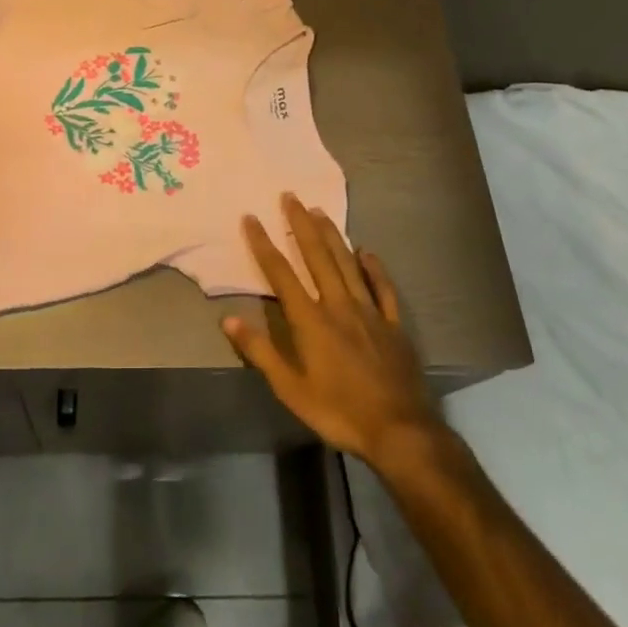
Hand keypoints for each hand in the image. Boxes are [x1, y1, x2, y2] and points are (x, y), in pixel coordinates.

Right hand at [223, 195, 444, 464]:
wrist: (400, 430)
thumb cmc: (338, 411)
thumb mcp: (290, 389)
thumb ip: (260, 352)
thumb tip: (228, 319)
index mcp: (311, 321)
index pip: (281, 274)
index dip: (264, 244)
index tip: (251, 218)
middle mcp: (338, 305)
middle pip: (317, 257)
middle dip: (301, 225)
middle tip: (291, 196)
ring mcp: (369, 312)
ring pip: (348, 264)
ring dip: (333, 236)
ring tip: (320, 212)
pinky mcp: (393, 324)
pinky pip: (383, 288)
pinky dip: (374, 267)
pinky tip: (367, 251)